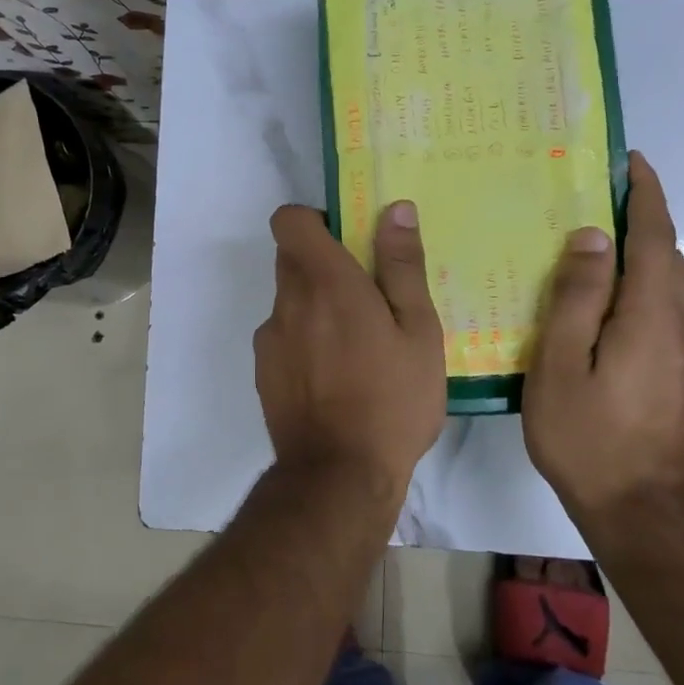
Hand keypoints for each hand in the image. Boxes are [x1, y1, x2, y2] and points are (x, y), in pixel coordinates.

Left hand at [254, 201, 446, 494]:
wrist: (339, 475)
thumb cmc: (392, 399)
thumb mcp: (418, 332)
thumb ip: (402, 266)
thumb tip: (394, 209)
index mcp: (325, 282)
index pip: (289, 220)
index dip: (314, 219)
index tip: (347, 239)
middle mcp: (288, 302)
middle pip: (291, 259)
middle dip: (324, 264)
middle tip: (368, 296)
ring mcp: (270, 339)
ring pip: (289, 301)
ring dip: (316, 306)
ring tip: (359, 346)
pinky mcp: (264, 372)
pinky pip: (284, 337)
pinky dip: (305, 341)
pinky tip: (337, 378)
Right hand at [523, 152, 683, 522]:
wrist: (639, 510)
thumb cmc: (585, 435)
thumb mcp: (560, 364)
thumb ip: (576, 297)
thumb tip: (591, 239)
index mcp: (650, 314)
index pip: (654, 237)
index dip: (645, 195)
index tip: (632, 162)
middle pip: (668, 258)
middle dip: (643, 224)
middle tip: (601, 206)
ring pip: (676, 288)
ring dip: (649, 260)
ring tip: (609, 254)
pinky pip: (679, 316)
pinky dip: (655, 293)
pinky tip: (628, 310)